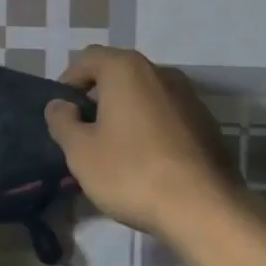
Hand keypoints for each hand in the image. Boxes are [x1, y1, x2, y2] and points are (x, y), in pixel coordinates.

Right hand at [44, 46, 243, 241]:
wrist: (203, 207)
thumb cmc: (131, 172)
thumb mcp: (81, 152)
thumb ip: (62, 122)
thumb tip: (59, 105)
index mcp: (126, 69)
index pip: (87, 58)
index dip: (69, 81)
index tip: (61, 111)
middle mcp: (160, 72)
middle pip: (119, 73)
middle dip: (98, 96)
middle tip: (83, 130)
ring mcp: (189, 95)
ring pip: (145, 94)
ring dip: (126, 111)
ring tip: (114, 146)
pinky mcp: (206, 122)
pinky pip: (167, 114)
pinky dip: (151, 126)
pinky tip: (146, 158)